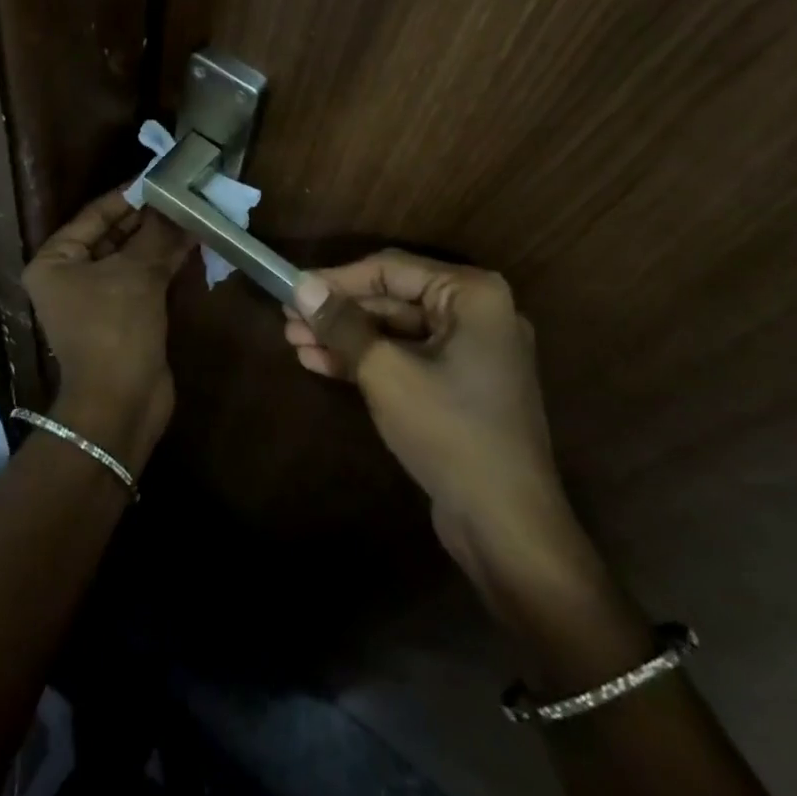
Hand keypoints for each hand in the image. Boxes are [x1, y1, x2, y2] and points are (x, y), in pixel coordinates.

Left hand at [23, 190, 191, 471]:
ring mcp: (98, 297)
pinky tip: (195, 240)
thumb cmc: (115, 329)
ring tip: (195, 210)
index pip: (95, 214)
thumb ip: (158, 233)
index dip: (130, 194)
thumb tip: (179, 202)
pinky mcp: (124, 315)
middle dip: (150, 217)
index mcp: (55, 261)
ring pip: (133, 256)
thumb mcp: (137, 273)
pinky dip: (166, 261)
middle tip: (185, 192)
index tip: (162, 176)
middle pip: (114, 234)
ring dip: (162, 237)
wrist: (122, 405)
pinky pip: (144, 277)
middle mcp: (71, 276)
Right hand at [284, 252, 582, 584]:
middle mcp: (477, 313)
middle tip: (288, 319)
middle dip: (339, 311)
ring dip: (347, 337)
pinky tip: (320, 363)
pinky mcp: (461, 384)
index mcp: (472, 294)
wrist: (507, 526)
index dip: (337, 278)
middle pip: (393, 299)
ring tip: (294, 342)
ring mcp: (471, 351)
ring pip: (396, 331)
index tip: (293, 288)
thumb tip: (301, 288)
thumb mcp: (386, 373)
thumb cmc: (450, 432)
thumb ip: (342, 325)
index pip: (391, 269)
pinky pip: (408, 358)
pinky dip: (369, 360)